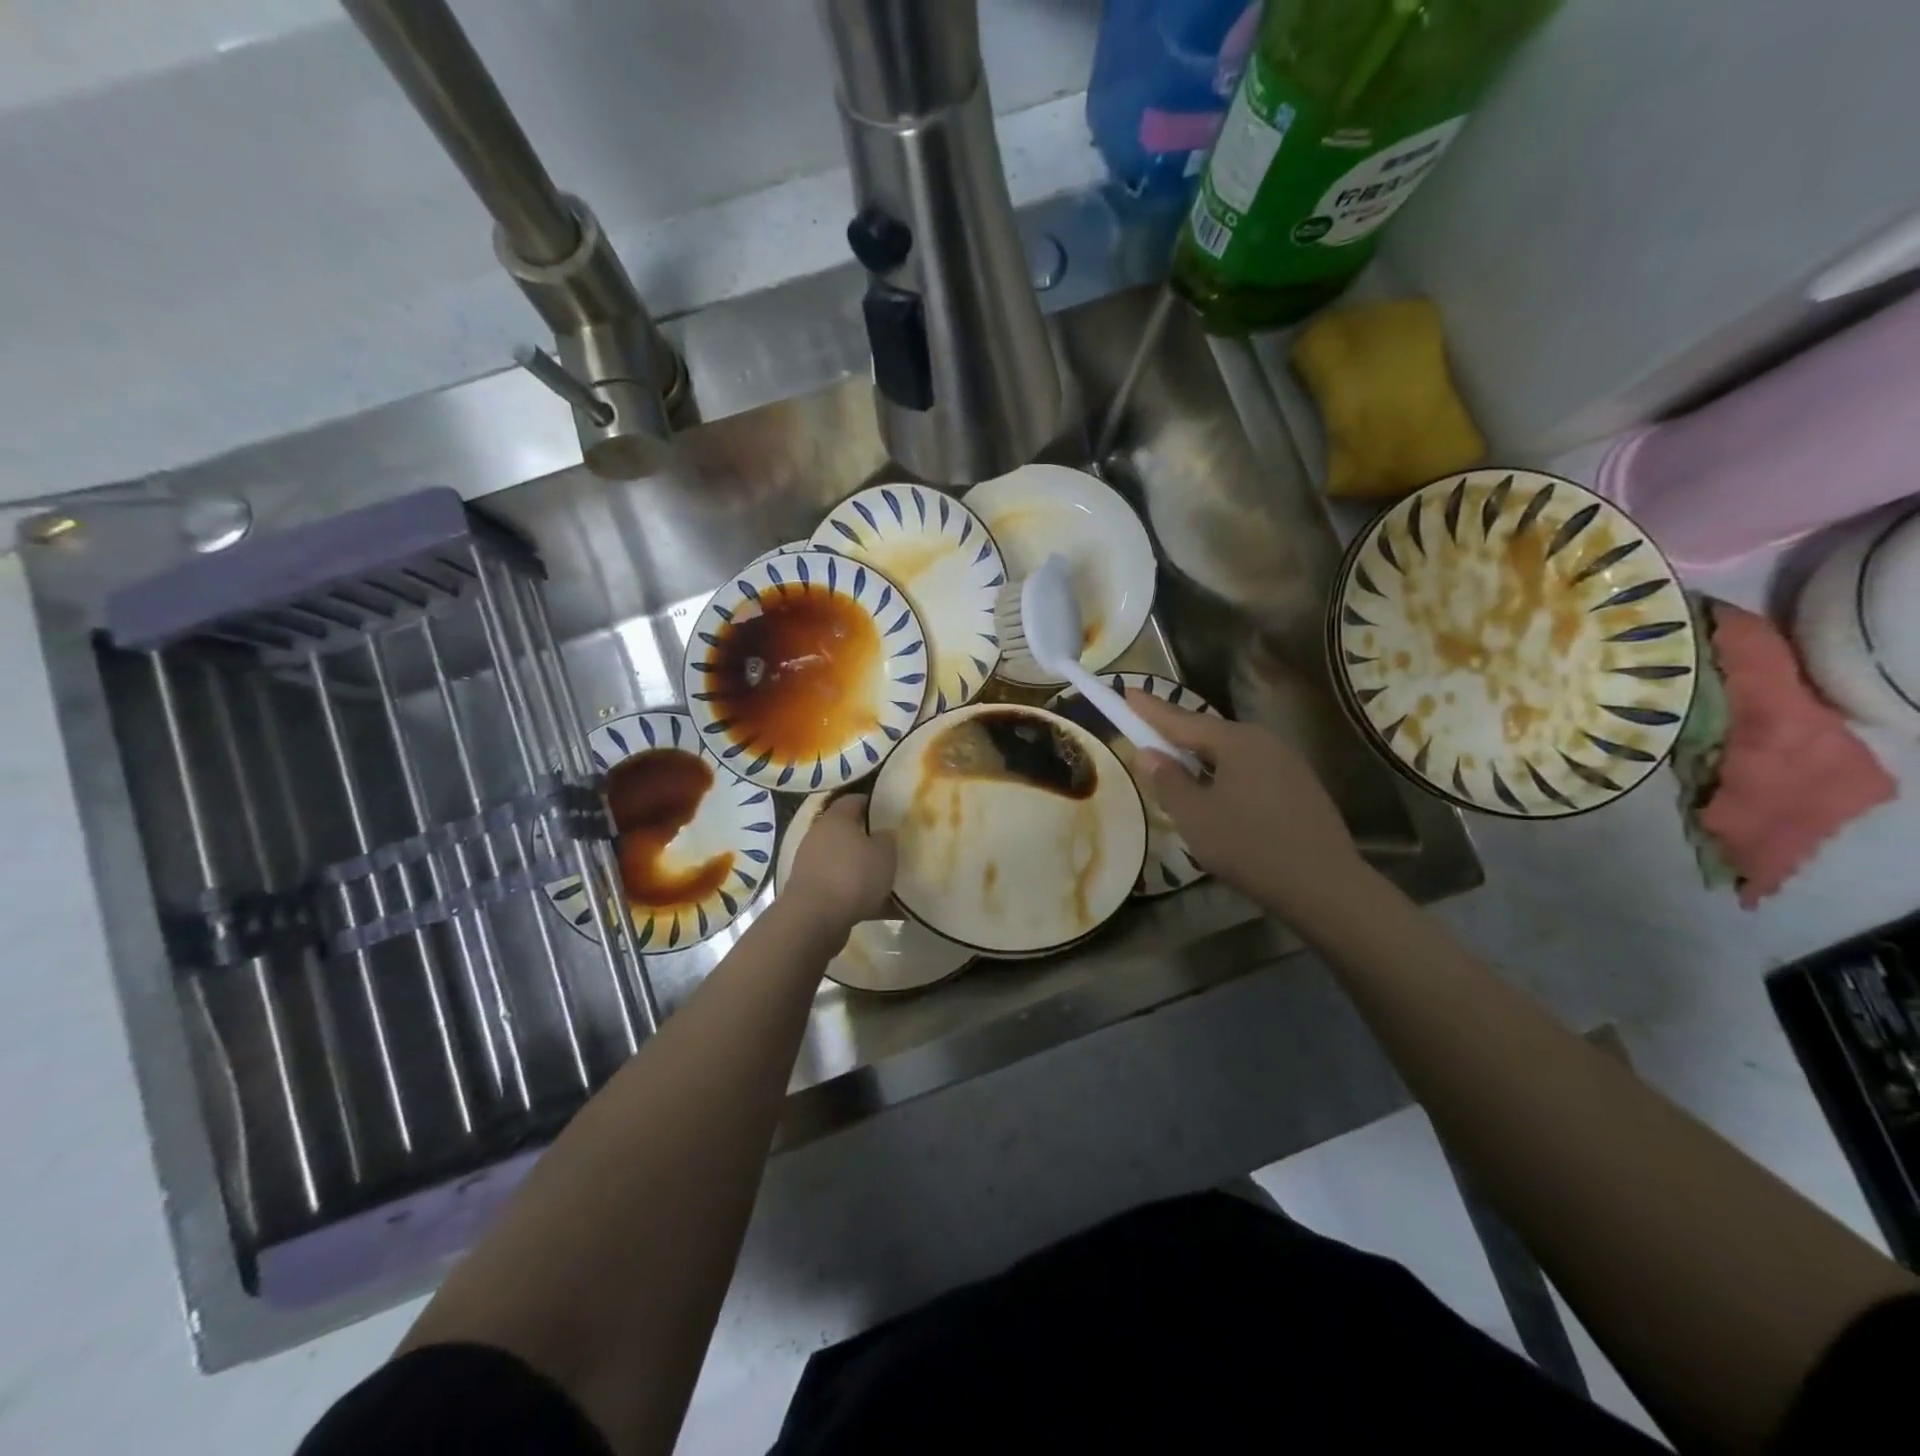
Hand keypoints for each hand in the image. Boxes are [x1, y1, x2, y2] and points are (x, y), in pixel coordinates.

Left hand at [783, 794, 895, 941]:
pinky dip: (862, 896)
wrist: (814, 919)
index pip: (855, 800)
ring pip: (847, 863)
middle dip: (872, 841)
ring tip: (894, 883)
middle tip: (896, 849)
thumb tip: (883, 835)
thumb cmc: (853, 876)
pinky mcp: (813, 893)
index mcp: (836, 819)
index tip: (894, 813)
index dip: (875, 804)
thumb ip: (887, 839)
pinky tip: (887, 909)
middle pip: (849, 833)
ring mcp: (813, 866)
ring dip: (867, 872)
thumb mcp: (884, 853)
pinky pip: (844, 889)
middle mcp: (820, 837)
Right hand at [1127, 689, 1369, 922]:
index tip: (1127, 691)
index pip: (1181, 719)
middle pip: (1208, 733)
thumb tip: (1148, 753)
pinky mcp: (1299, 787)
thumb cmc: (1249, 846)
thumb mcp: (1195, 817)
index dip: (1150, 709)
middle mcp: (1264, 741)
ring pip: (1230, 753)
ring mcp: (1287, 763)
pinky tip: (1216, 793)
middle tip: (1145, 730)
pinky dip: (1223, 774)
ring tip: (1175, 765)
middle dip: (1175, 733)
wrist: (1325, 886)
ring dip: (1200, 757)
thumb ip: (1167, 781)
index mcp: (1237, 741)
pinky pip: (1249, 770)